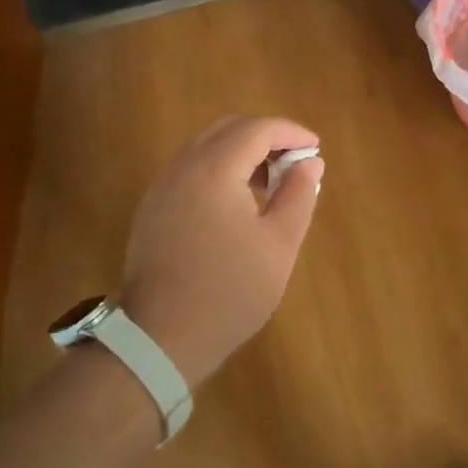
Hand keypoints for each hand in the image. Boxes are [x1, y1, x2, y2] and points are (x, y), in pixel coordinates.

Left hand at [118, 115, 323, 388]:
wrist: (160, 338)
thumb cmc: (229, 291)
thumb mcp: (278, 244)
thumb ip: (298, 195)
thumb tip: (310, 162)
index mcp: (214, 169)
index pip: (257, 129)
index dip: (290, 132)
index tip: (315, 147)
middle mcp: (183, 167)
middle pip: (228, 130)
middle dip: (265, 138)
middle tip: (294, 163)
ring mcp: (162, 186)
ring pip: (206, 148)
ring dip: (241, 153)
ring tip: (270, 184)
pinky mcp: (153, 208)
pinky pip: (191, 169)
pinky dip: (219, 170)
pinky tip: (237, 203)